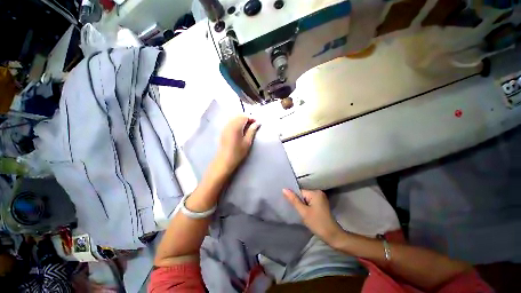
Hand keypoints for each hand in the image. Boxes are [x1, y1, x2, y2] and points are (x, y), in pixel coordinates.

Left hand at [214, 116, 259, 174]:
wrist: (224, 161)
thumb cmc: (238, 152)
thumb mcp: (247, 142)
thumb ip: (252, 130)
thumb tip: (258, 123)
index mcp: (236, 126)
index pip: (244, 116)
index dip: (251, 118)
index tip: (257, 123)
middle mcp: (229, 124)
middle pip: (238, 115)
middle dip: (247, 118)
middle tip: (253, 125)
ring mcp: (225, 127)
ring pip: (234, 118)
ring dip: (241, 120)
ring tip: (247, 128)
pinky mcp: (223, 130)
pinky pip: (231, 122)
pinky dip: (236, 123)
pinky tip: (240, 130)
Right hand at [283, 189, 343, 244]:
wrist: (333, 236)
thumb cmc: (317, 223)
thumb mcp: (303, 212)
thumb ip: (293, 200)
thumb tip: (284, 189)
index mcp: (315, 192)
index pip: (299, 191)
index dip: (294, 198)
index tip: (291, 206)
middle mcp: (318, 192)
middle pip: (302, 194)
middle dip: (298, 201)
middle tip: (296, 210)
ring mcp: (320, 198)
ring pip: (305, 198)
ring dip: (302, 204)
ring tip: (300, 212)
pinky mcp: (321, 204)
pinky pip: (309, 201)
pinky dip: (306, 206)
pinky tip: (305, 213)